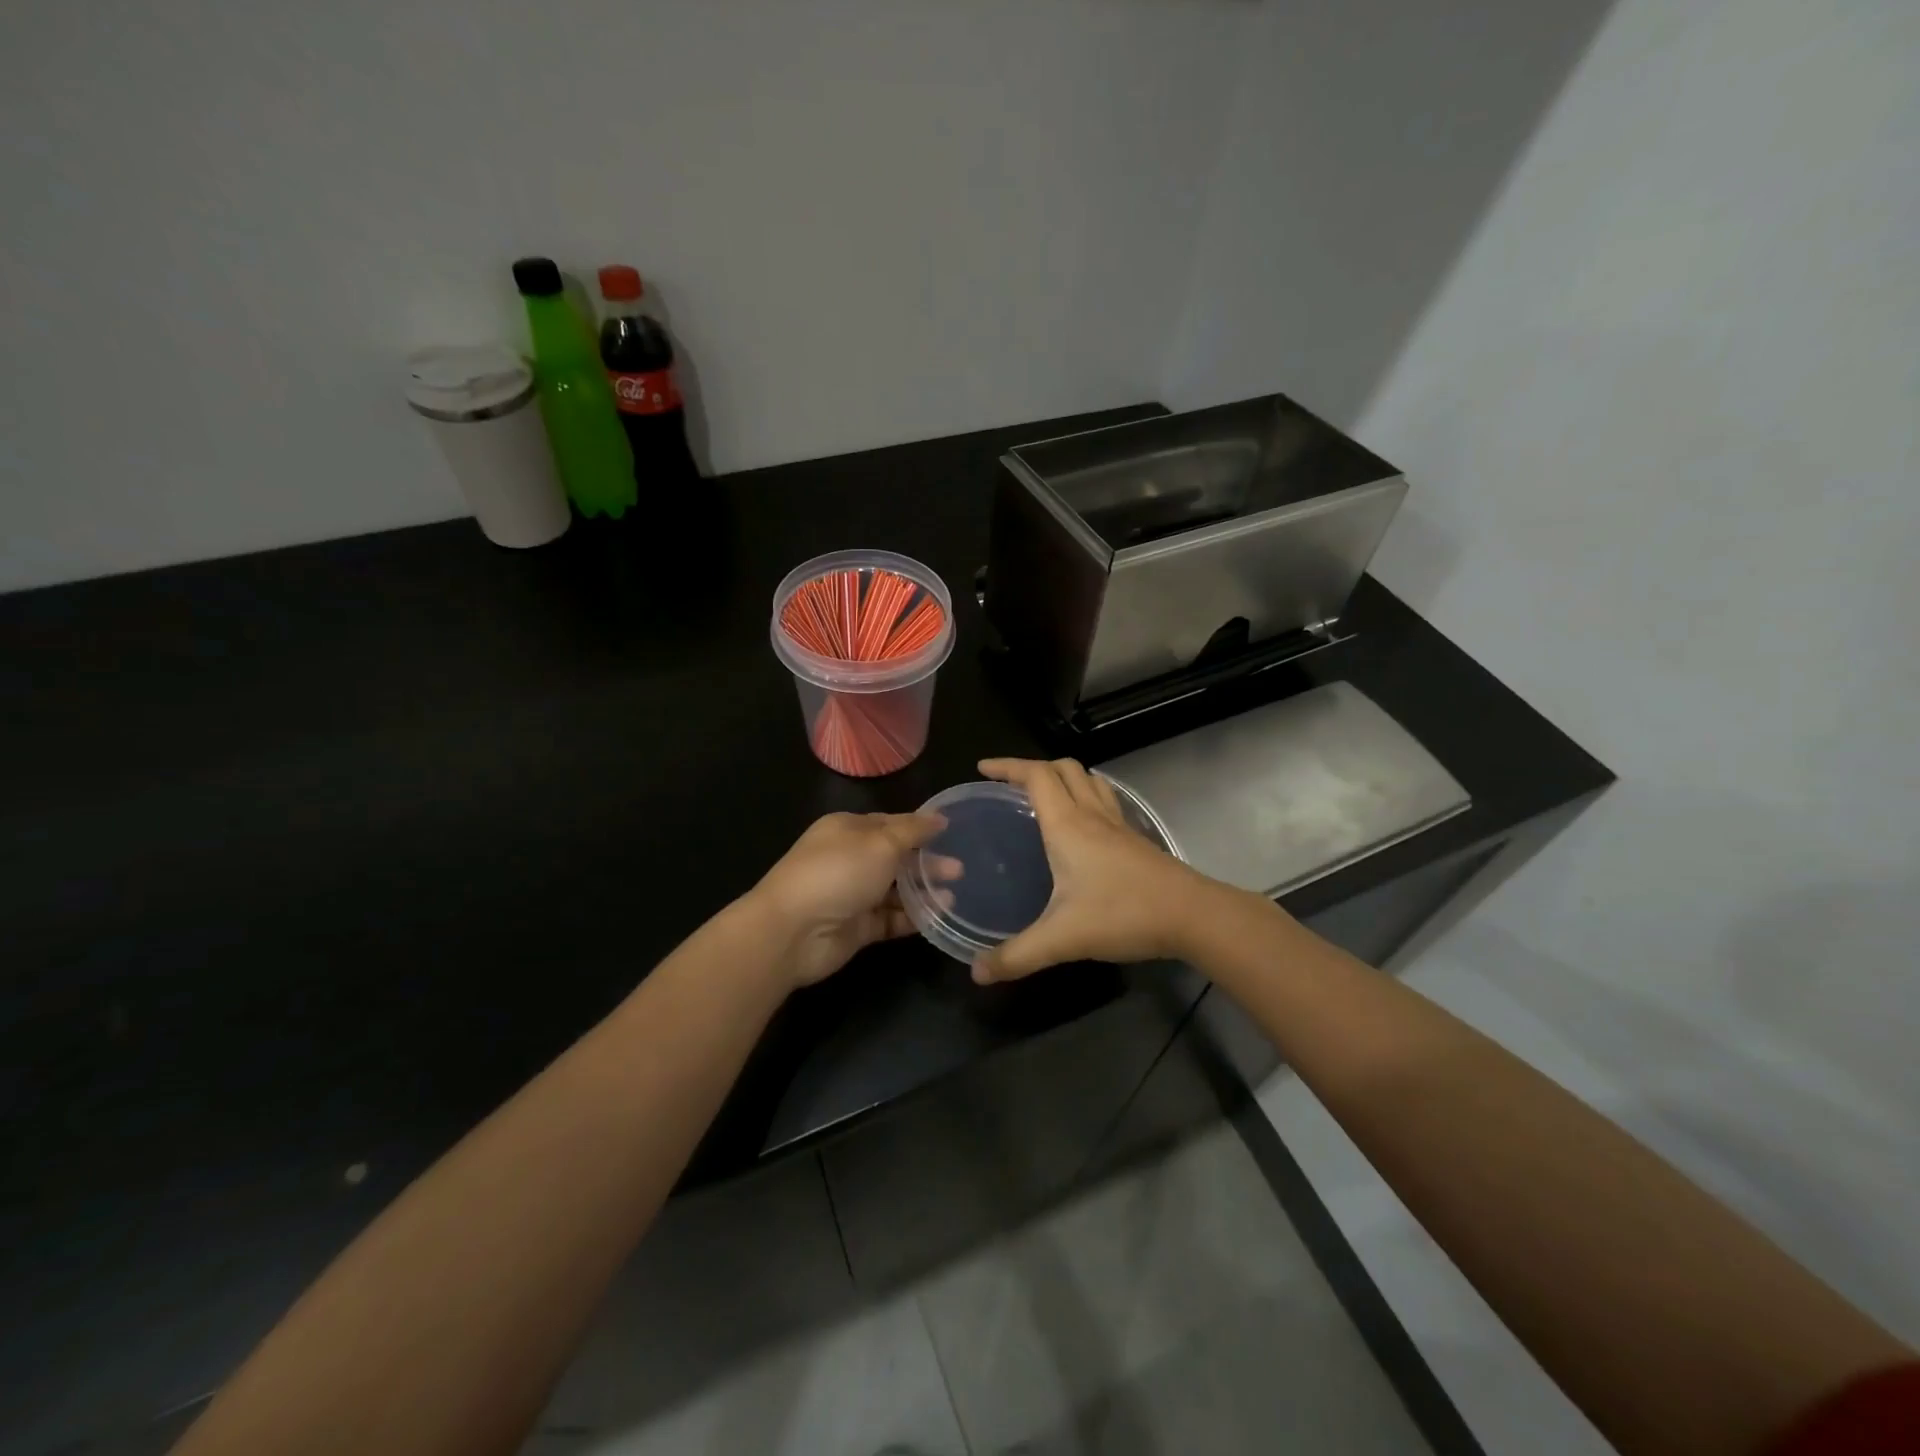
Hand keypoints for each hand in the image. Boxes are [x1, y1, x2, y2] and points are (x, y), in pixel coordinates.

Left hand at [750, 811, 955, 986]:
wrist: (792, 932)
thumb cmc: (837, 873)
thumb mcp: (880, 842)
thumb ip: (913, 831)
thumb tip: (938, 817)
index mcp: (848, 829)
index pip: (891, 823)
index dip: (920, 828)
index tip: (953, 833)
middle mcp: (850, 858)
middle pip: (895, 857)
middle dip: (927, 862)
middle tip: (960, 869)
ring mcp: (852, 894)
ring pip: (895, 890)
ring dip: (923, 891)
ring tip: (954, 895)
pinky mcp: (857, 927)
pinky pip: (891, 918)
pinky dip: (914, 916)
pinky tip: (939, 915)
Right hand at [973, 757, 1222, 982]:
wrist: (1192, 916)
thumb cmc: (1123, 914)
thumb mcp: (1062, 939)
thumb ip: (1017, 956)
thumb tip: (977, 973)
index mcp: (1067, 824)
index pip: (1035, 776)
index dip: (1007, 766)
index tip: (983, 768)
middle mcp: (1092, 814)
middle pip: (1063, 768)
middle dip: (1033, 767)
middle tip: (1010, 784)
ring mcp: (1118, 824)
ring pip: (1089, 780)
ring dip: (1063, 778)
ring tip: (1044, 797)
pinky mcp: (1136, 839)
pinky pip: (1105, 801)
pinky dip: (1086, 797)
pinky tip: (1082, 826)